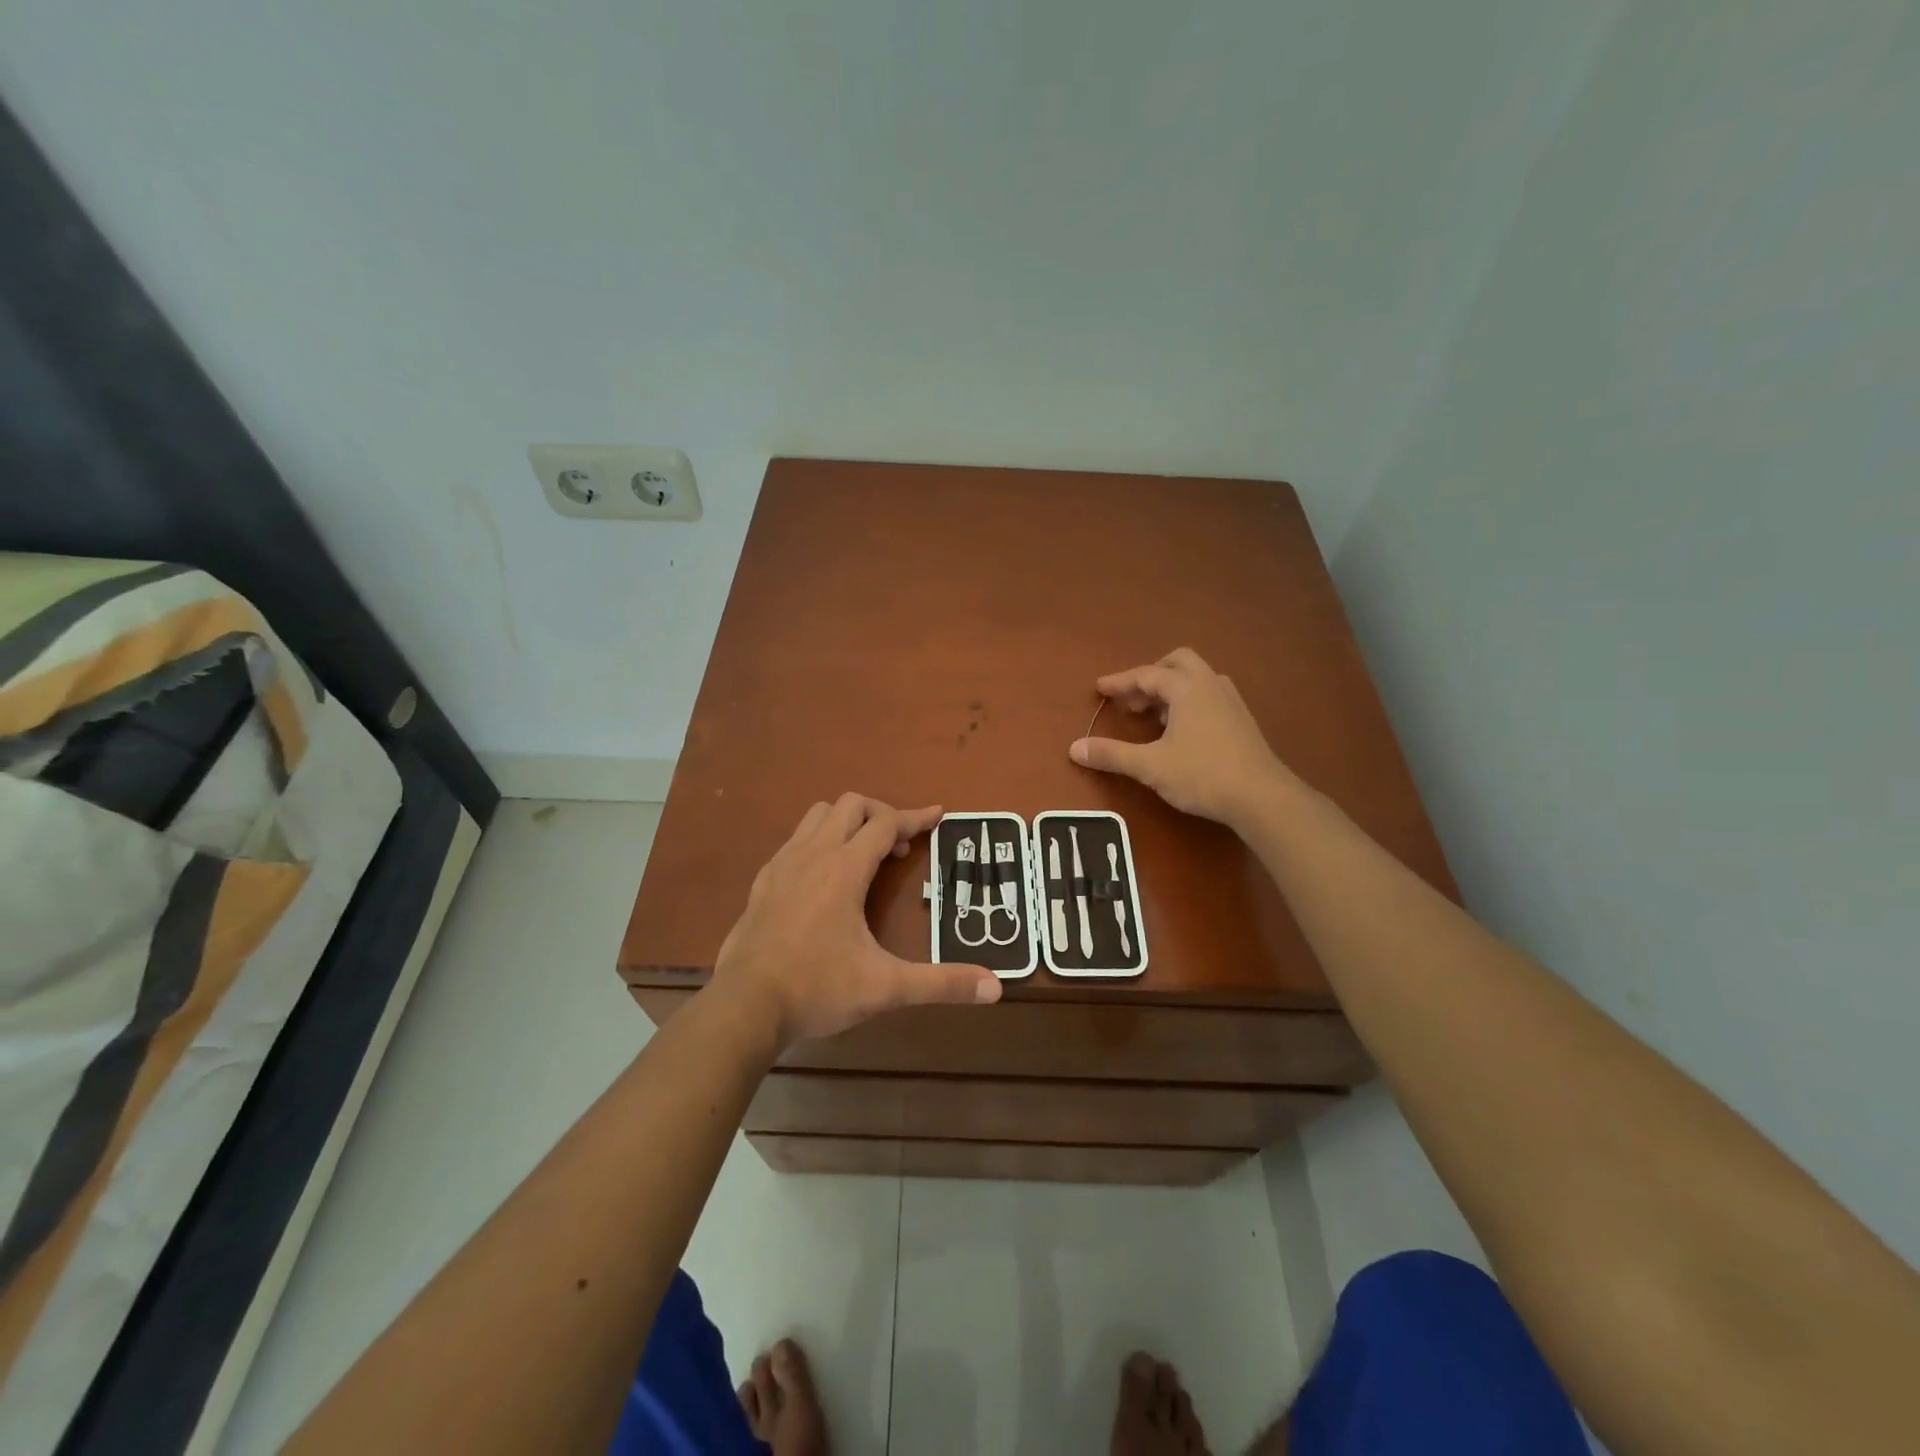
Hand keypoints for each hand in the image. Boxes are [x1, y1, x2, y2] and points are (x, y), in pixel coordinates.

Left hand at [712, 794, 1002, 1049]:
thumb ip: (941, 983)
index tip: (938, 814)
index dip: (916, 817)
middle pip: (851, 805)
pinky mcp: (763, 880)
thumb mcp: (886, 987)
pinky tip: (824, 877)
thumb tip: (996, 987)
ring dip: (847, 822)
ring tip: (864, 856)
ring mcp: (783, 864)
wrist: (744, 1006)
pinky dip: (819, 841)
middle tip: (899, 848)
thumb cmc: (817, 989)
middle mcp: (813, 854)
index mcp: (845, 868)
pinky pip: (796, 839)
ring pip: (818, 815)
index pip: (887, 824)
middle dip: (882, 814)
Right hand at [1070, 648, 1294, 827]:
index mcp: (1187, 688)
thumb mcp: (1150, 766)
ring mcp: (1231, 701)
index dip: (1120, 681)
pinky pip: (1209, 696)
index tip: (1099, 689)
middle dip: (1151, 675)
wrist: (1262, 797)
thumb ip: (1112, 754)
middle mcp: (1211, 685)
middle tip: (1133, 698)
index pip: (1146, 675)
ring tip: (1154, 716)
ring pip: (1197, 679)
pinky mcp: (1242, 721)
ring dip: (1172, 689)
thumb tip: (1074, 748)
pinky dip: (1189, 702)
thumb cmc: (1202, 774)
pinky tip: (1181, 731)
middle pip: (1178, 663)